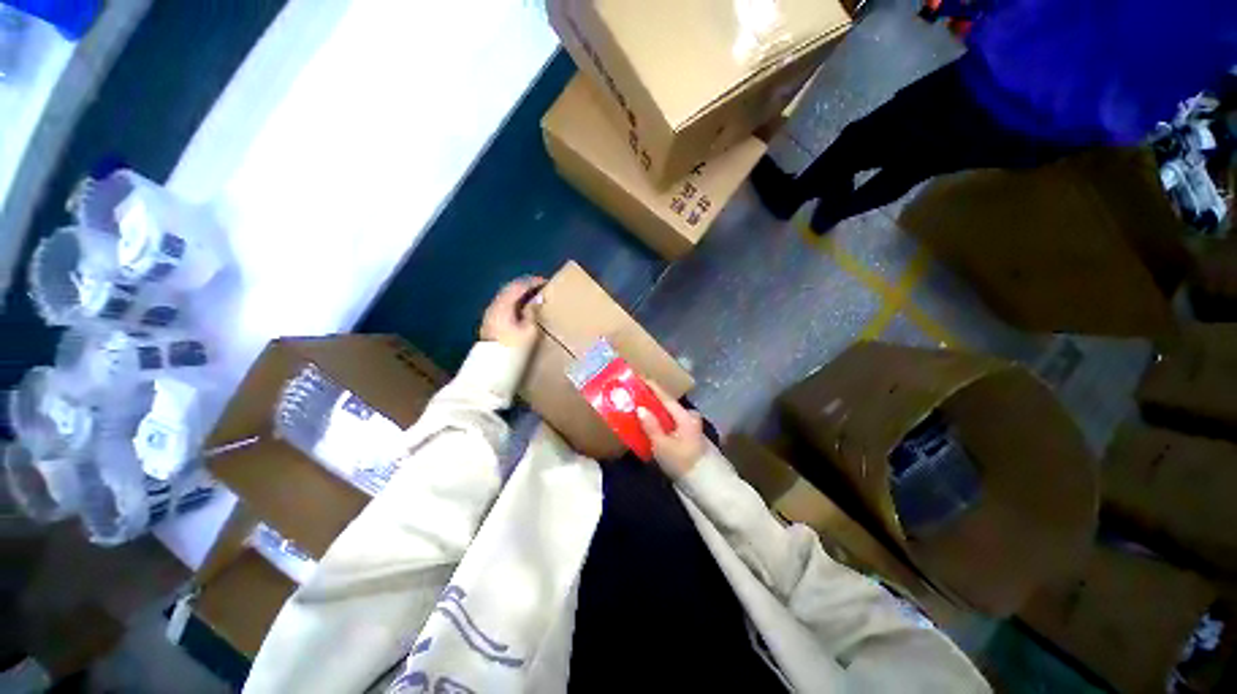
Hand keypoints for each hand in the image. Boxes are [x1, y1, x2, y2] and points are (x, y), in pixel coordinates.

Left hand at [480, 276, 545, 350]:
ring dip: (520, 295)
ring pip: (506, 297)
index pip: (518, 286)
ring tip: (534, 298)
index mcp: (504, 304)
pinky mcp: (490, 323)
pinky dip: (515, 303)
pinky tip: (522, 309)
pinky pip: (504, 305)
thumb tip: (537, 298)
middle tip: (541, 288)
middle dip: (525, 286)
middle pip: (510, 289)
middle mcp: (494, 305)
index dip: (533, 282)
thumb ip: (532, 312)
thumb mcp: (529, 330)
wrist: (491, 366)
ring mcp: (490, 314)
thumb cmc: (513, 347)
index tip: (546, 282)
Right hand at [637, 382, 707, 478]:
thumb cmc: (683, 462)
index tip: (639, 376)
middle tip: (637, 397)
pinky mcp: (690, 439)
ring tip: (641, 413)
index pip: (665, 397)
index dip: (652, 386)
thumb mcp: (662, 445)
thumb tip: (640, 408)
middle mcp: (690, 418)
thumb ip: (651, 425)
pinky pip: (672, 426)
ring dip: (657, 414)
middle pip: (668, 406)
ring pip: (670, 416)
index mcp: (684, 416)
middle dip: (652, 401)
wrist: (706, 484)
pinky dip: (662, 424)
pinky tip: (652, 428)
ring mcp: (691, 429)